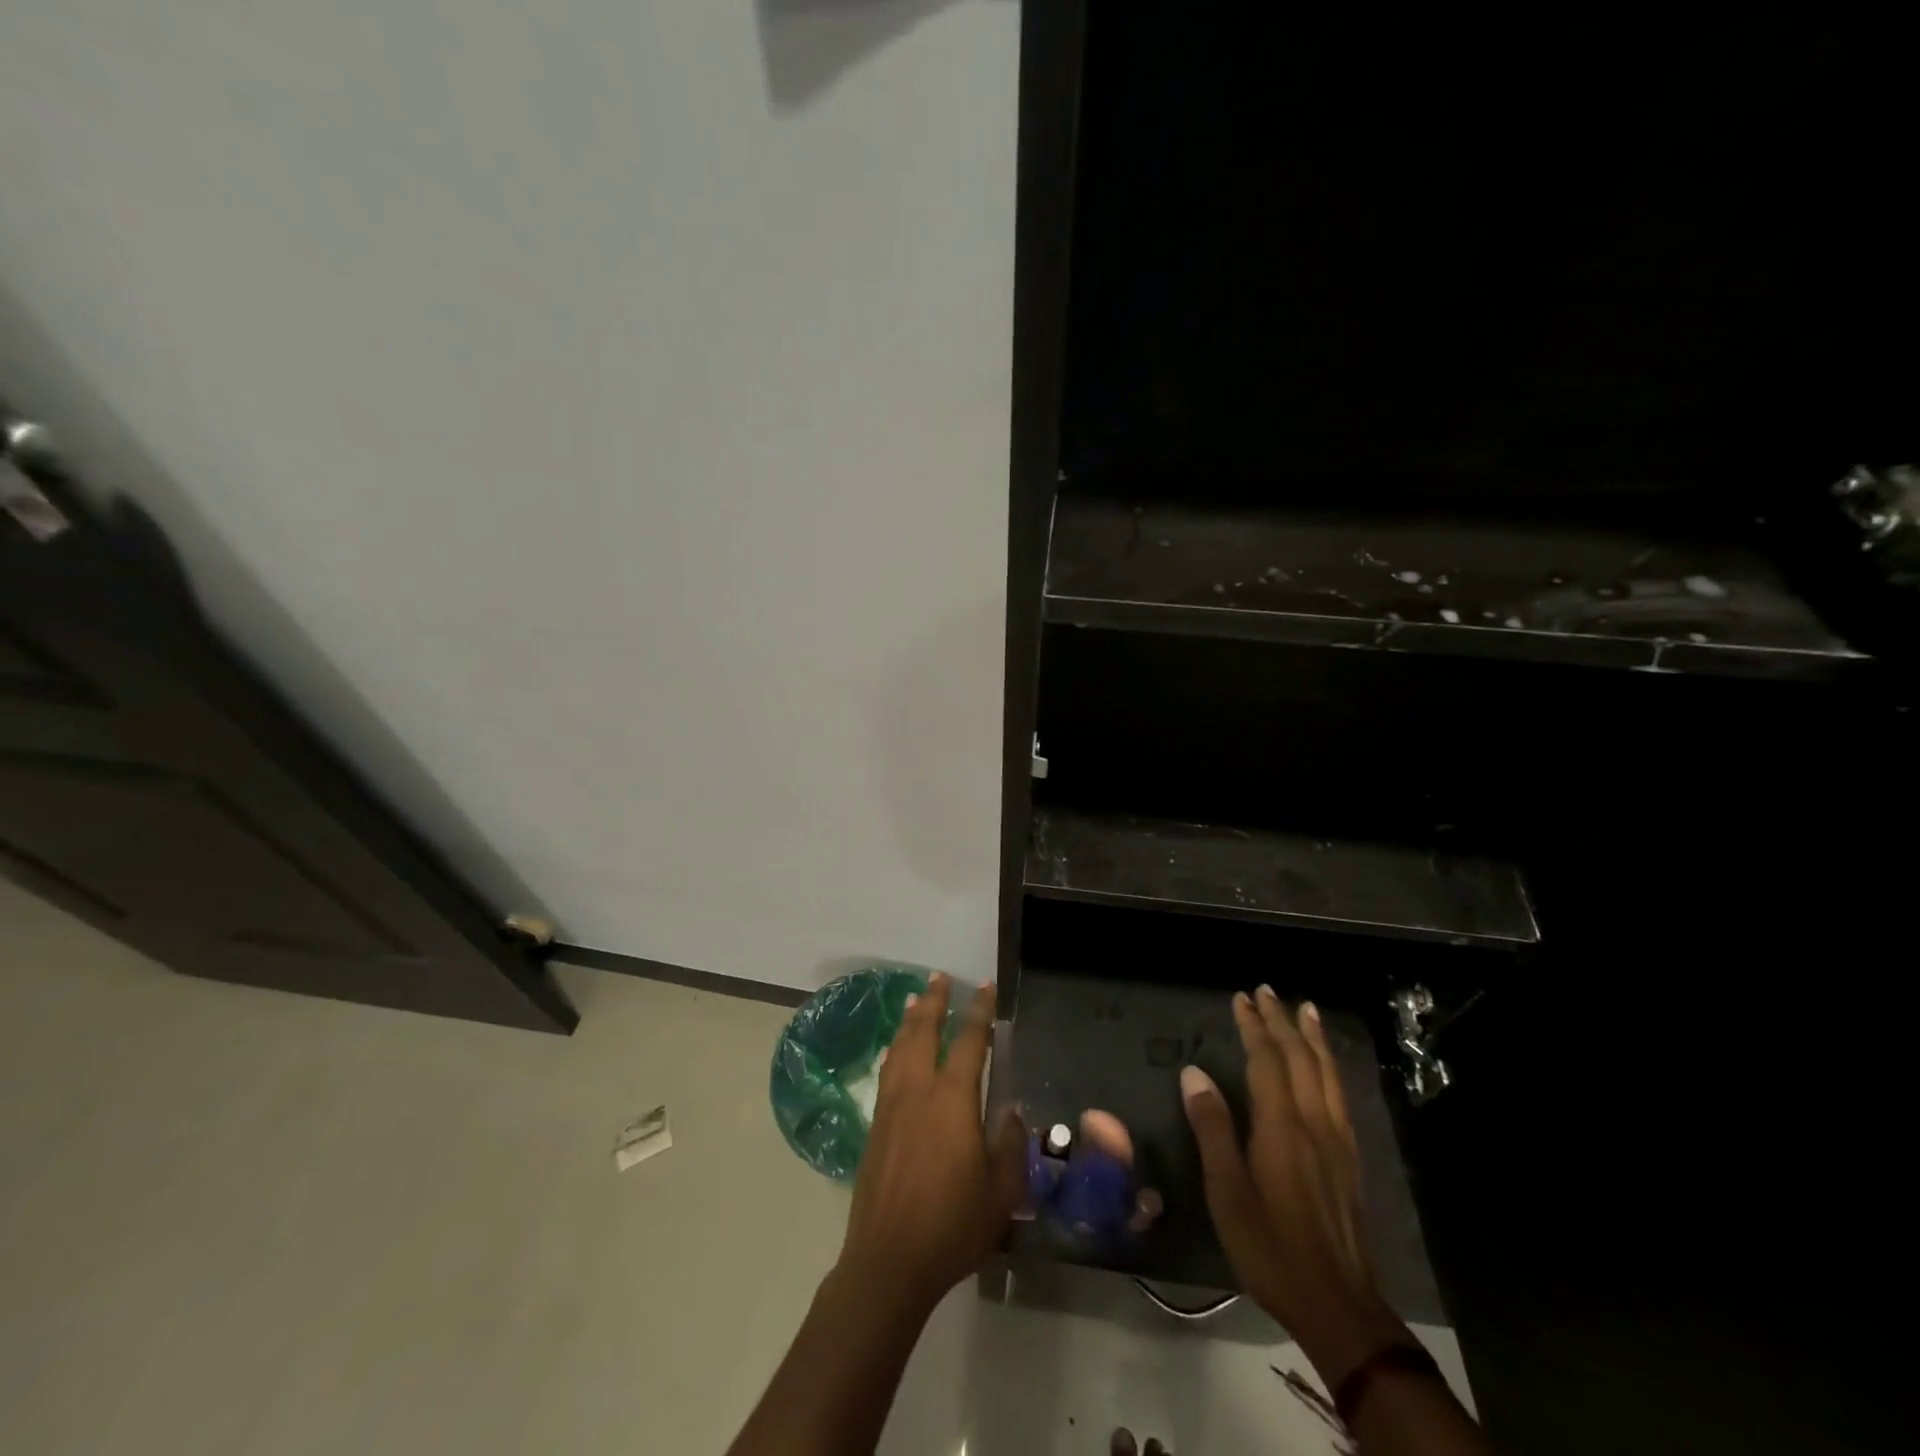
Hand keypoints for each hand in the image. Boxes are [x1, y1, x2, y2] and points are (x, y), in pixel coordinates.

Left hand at [835, 974, 1025, 1314]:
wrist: (888, 1260)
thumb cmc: (952, 1225)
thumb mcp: (1001, 1192)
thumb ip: (1010, 1145)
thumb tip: (1010, 1110)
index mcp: (952, 1099)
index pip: (968, 1041)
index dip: (979, 1011)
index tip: (985, 986)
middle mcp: (918, 1090)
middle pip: (923, 1032)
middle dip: (934, 1001)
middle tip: (939, 977)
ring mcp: (891, 1106)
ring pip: (900, 1047)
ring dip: (910, 1019)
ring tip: (916, 999)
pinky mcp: (874, 1126)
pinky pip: (887, 1070)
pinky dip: (895, 1048)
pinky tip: (896, 1050)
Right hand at [1181, 986, 1406, 1387]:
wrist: (1339, 1307)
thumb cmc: (1271, 1248)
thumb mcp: (1227, 1192)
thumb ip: (1213, 1129)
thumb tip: (1194, 1073)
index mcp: (1281, 1128)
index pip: (1267, 1061)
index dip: (1254, 1027)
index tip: (1241, 998)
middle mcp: (1314, 1124)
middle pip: (1300, 1059)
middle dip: (1282, 1022)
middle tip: (1268, 991)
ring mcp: (1337, 1142)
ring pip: (1327, 1075)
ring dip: (1313, 1038)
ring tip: (1307, 1011)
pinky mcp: (1350, 1161)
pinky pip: (1340, 1096)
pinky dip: (1331, 1068)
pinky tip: (1328, 1069)